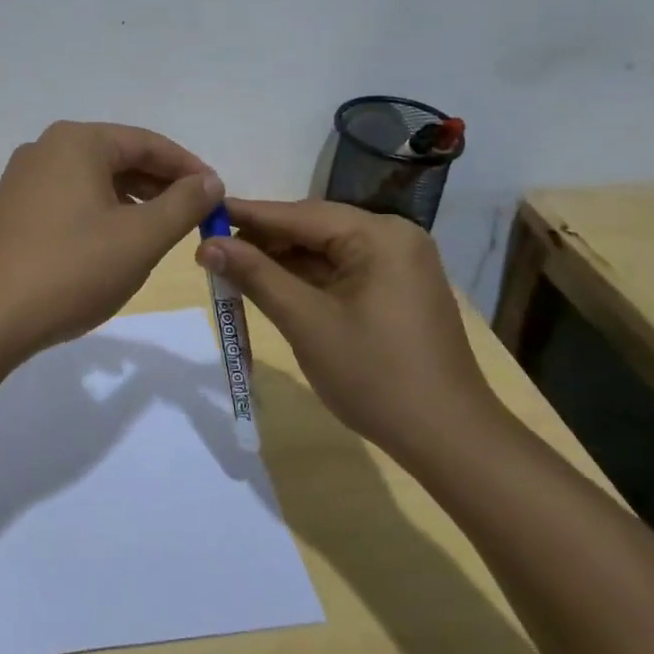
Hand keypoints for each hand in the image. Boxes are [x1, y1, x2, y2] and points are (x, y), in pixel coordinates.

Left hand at [0, 121, 224, 364]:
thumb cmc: (71, 270)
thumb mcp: (140, 238)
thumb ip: (183, 204)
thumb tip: (209, 180)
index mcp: (77, 142)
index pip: (147, 143)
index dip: (189, 168)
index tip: (218, 195)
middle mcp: (46, 149)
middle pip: (119, 157)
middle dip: (161, 185)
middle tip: (195, 215)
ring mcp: (23, 179)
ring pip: (94, 180)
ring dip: (132, 201)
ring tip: (161, 231)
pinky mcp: (12, 210)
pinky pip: (70, 199)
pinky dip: (101, 213)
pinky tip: (115, 243)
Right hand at [194, 199, 500, 464]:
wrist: (449, 440)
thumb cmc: (375, 376)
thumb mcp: (306, 322)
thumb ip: (256, 275)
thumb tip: (207, 244)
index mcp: (379, 235)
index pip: (299, 214)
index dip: (247, 215)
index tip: (204, 213)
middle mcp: (393, 238)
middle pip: (313, 229)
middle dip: (263, 241)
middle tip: (212, 250)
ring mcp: (399, 265)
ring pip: (325, 252)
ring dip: (281, 263)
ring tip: (232, 270)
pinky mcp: (397, 290)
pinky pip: (341, 272)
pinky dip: (306, 280)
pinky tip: (271, 288)